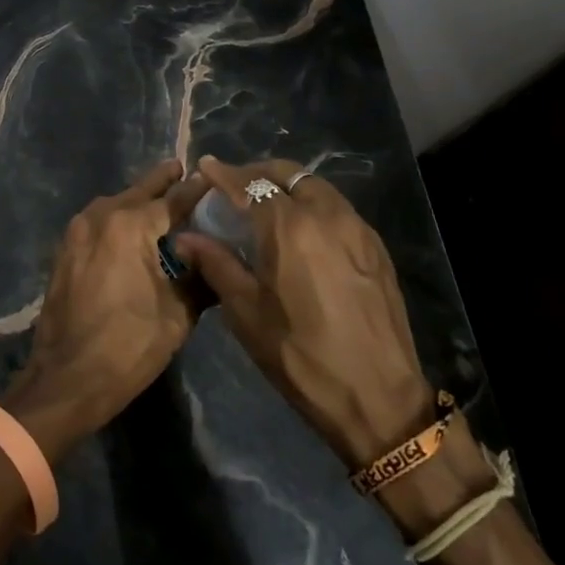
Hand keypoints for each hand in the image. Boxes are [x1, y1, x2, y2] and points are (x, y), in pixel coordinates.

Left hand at [3, 159, 207, 461]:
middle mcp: (102, 216)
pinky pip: (98, 221)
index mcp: (131, 225)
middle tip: (182, 168)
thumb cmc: (128, 346)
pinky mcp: (66, 249)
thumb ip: (200, 277)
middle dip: (162, 181)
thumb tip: (217, 257)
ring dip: (137, 199)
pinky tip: (131, 228)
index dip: (195, 190)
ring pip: (116, 204)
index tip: (213, 177)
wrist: (67, 378)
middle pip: (139, 192)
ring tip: (160, 197)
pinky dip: (118, 218)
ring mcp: (78, 230)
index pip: (173, 199)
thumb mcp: (177, 315)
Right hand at [175, 157, 432, 467]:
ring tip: (268, 205)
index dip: (223, 174)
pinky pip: (338, 208)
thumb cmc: (301, 356)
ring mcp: (357, 228)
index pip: (249, 184)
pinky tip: (303, 231)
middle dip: (258, 173)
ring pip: (316, 187)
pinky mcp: (376, 247)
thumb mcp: (246, 313)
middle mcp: (325, 214)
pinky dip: (313, 205)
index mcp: (288, 227)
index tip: (206, 166)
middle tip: (236, 186)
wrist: (379, 398)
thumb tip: (185, 238)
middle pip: (287, 174)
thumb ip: (216, 264)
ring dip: (288, 186)